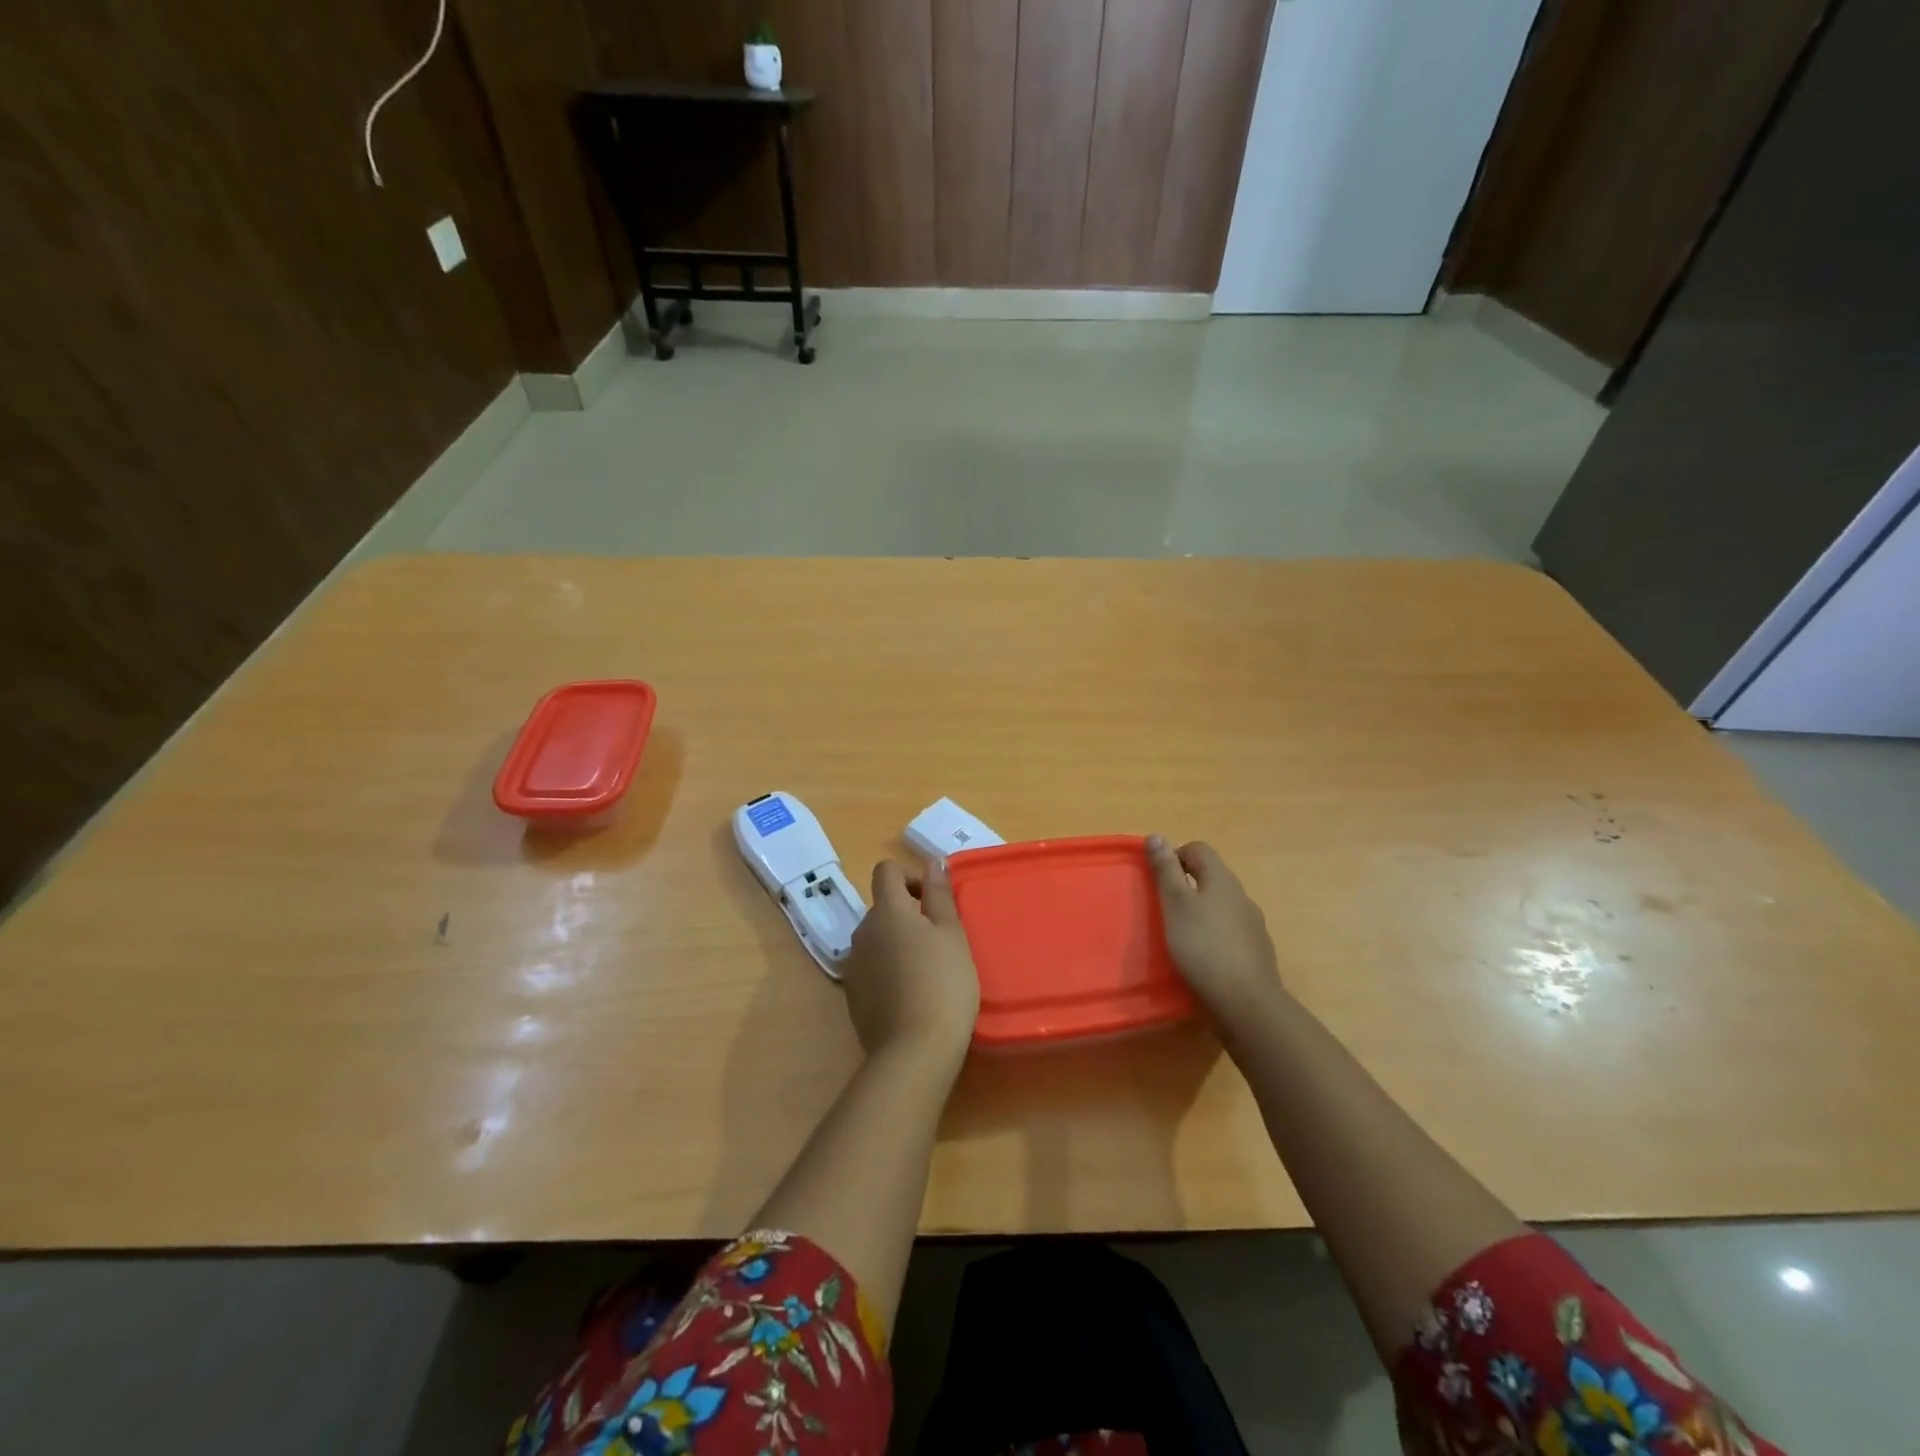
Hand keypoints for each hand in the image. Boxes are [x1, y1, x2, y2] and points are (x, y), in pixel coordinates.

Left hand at [841, 859, 979, 1067]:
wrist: (914, 1051)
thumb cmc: (943, 983)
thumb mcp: (952, 934)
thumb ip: (940, 895)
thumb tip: (933, 862)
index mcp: (887, 911)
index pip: (886, 871)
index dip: (909, 876)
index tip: (934, 900)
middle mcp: (862, 931)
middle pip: (882, 908)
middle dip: (909, 915)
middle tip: (941, 941)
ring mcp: (853, 965)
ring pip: (877, 939)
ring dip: (898, 943)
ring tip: (928, 971)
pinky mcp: (852, 996)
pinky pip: (871, 969)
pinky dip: (888, 971)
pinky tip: (911, 995)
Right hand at [1148, 836, 1284, 1023]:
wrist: (1246, 1003)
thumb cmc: (1203, 947)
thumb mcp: (1175, 905)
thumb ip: (1165, 870)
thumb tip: (1156, 835)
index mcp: (1222, 879)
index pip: (1198, 849)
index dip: (1174, 857)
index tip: (1158, 881)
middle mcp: (1241, 896)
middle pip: (1211, 876)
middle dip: (1186, 885)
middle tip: (1164, 909)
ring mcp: (1253, 924)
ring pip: (1222, 905)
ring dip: (1201, 911)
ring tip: (1181, 935)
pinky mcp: (1256, 951)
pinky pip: (1231, 931)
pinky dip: (1214, 935)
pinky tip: (1204, 957)